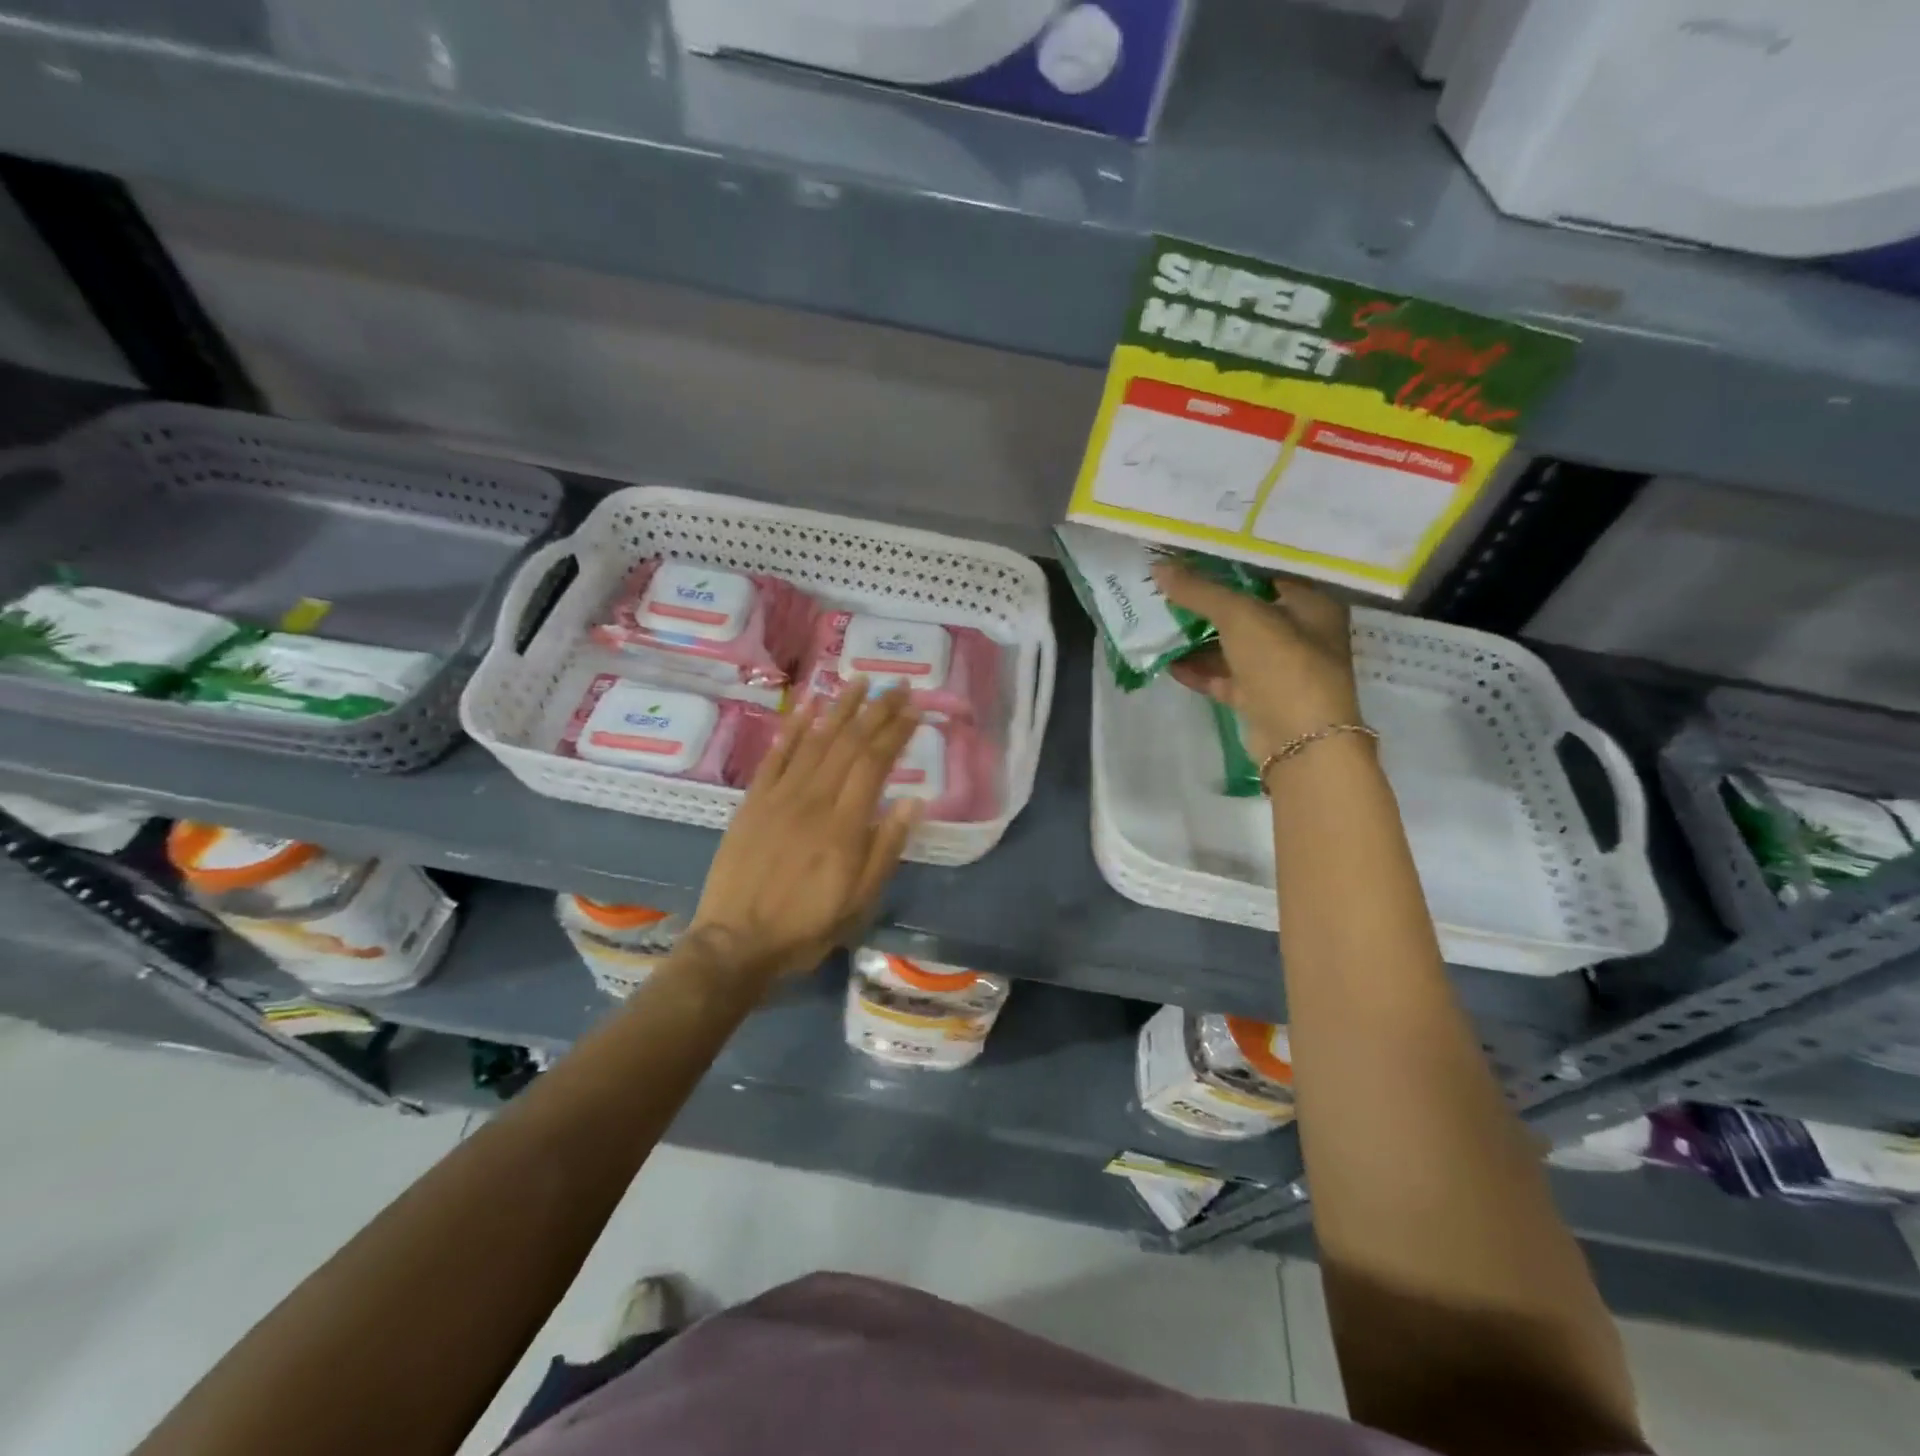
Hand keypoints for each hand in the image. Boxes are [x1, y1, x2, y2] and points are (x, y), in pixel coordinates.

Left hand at [688, 683, 922, 982]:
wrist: (735, 942)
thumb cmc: (805, 926)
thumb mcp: (859, 901)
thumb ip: (886, 849)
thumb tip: (913, 802)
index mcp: (843, 826)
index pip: (874, 763)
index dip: (895, 732)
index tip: (914, 708)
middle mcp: (812, 800)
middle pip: (848, 743)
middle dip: (875, 710)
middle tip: (896, 685)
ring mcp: (778, 797)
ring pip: (814, 740)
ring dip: (839, 708)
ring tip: (859, 681)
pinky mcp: (752, 801)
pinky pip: (775, 755)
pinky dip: (792, 728)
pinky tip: (808, 707)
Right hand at [1152, 562, 1361, 761]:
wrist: (1300, 741)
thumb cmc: (1283, 664)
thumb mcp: (1240, 616)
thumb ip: (1200, 591)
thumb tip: (1158, 567)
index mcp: (1311, 604)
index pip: (1269, 572)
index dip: (1232, 563)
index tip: (1194, 554)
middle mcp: (1300, 634)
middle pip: (1247, 610)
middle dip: (1208, 602)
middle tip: (1170, 587)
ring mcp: (1279, 669)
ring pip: (1233, 646)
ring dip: (1199, 638)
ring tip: (1160, 622)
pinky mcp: (1259, 699)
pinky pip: (1224, 677)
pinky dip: (1199, 670)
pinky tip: (1169, 662)